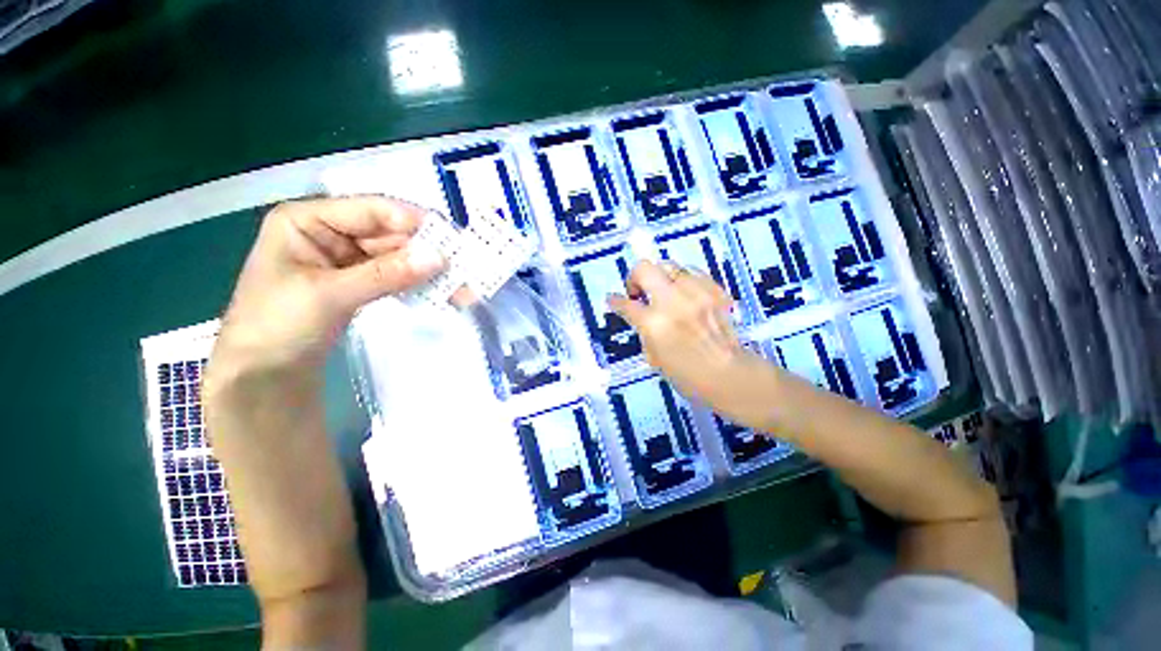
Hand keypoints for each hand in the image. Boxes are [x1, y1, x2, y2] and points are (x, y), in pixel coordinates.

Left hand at [213, 197, 444, 374]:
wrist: (263, 374)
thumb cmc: (277, 325)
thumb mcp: (330, 295)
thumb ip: (386, 274)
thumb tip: (439, 258)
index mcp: (309, 220)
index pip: (373, 210)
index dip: (416, 222)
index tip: (454, 240)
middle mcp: (331, 232)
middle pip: (391, 234)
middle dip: (430, 253)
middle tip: (467, 270)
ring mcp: (348, 259)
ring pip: (399, 257)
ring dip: (430, 272)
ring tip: (463, 289)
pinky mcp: (360, 282)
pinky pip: (396, 276)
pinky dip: (419, 285)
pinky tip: (442, 294)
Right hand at [609, 262, 765, 408]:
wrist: (730, 374)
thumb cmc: (688, 375)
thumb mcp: (654, 357)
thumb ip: (644, 331)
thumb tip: (640, 317)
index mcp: (654, 324)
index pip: (625, 304)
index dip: (615, 301)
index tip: (613, 300)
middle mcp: (672, 302)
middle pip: (644, 269)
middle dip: (635, 277)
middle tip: (639, 291)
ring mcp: (696, 293)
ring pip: (669, 266)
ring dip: (661, 278)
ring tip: (665, 293)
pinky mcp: (714, 290)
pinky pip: (693, 273)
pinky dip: (684, 280)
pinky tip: (686, 294)